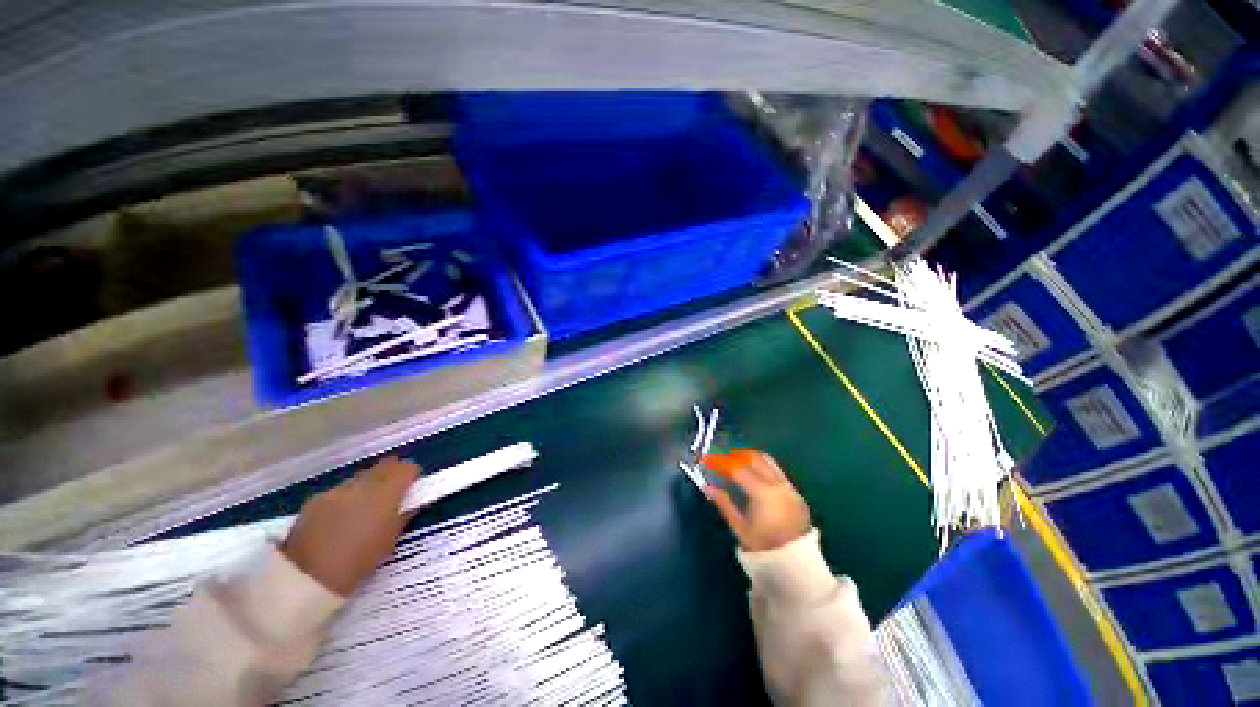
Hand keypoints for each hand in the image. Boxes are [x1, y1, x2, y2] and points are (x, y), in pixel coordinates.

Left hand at [281, 457, 419, 595]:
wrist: (304, 580)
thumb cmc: (357, 563)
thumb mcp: (390, 541)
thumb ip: (403, 516)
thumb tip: (411, 503)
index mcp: (385, 493)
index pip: (407, 468)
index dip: (413, 476)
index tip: (414, 487)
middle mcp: (361, 484)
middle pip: (383, 466)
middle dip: (392, 475)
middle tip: (395, 493)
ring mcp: (335, 490)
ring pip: (361, 477)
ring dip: (369, 485)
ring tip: (367, 506)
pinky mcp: (315, 499)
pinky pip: (340, 490)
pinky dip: (348, 496)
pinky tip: (343, 517)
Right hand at [702, 450, 810, 552]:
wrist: (795, 563)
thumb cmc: (763, 547)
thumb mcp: (739, 527)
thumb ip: (724, 503)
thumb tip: (708, 486)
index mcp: (762, 492)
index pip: (736, 468)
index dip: (720, 462)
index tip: (708, 460)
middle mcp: (777, 483)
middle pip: (753, 458)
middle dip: (734, 456)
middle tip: (721, 459)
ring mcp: (788, 486)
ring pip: (767, 460)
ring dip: (749, 458)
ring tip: (736, 462)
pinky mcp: (795, 491)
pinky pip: (777, 470)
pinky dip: (763, 466)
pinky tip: (754, 475)